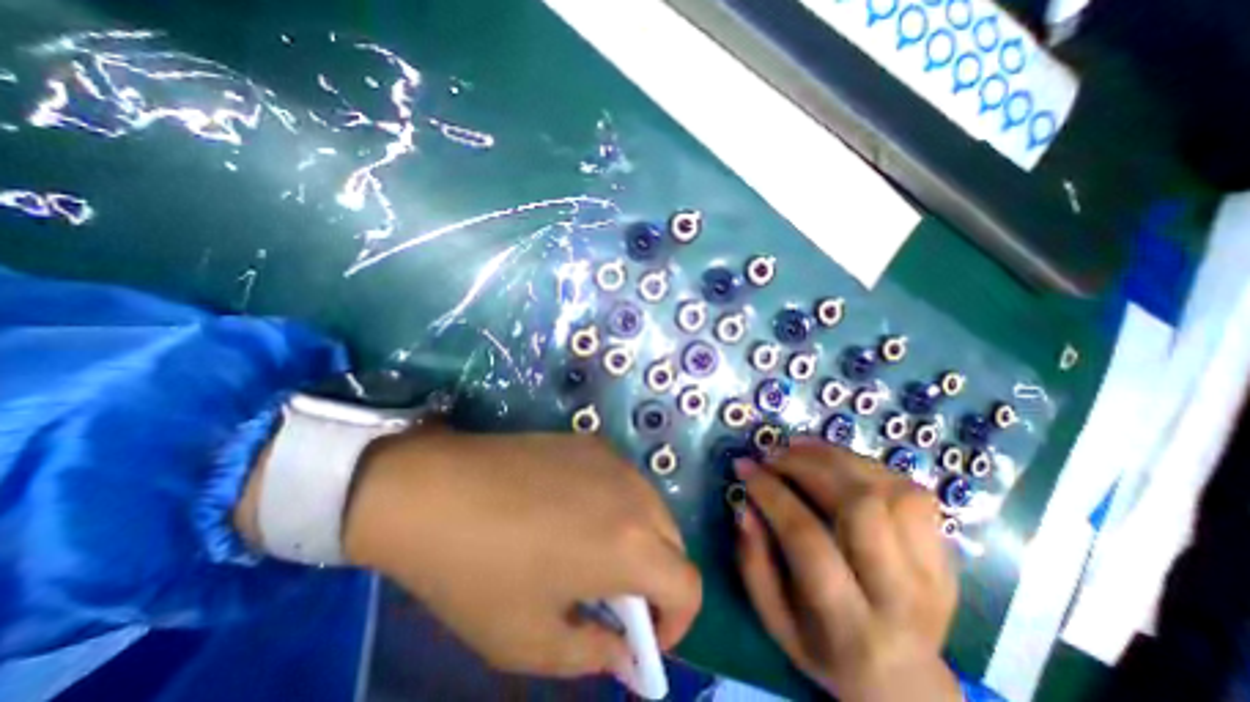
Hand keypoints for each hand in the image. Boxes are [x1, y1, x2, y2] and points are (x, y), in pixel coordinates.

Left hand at [339, 432, 700, 675]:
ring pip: (651, 507)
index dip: (677, 620)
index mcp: (631, 545)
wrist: (437, 488)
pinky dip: (617, 505)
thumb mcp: (531, 639)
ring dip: (638, 538)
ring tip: (592, 551)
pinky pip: (623, 480)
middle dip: (656, 578)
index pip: (689, 585)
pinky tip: (573, 508)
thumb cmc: (478, 572)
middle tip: (614, 596)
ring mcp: (614, 460)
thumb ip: (592, 654)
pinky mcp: (591, 441)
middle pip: (673, 542)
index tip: (643, 635)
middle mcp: (635, 493)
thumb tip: (625, 651)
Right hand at [736, 445, 959, 701]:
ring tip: (798, 448)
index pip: (810, 540)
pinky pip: (910, 489)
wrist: (904, 681)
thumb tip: (746, 505)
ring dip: (836, 458)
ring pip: (891, 490)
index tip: (744, 468)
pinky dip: (864, 464)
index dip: (772, 494)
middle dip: (808, 467)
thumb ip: (754, 563)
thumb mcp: (775, 621)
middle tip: (773, 456)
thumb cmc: (825, 649)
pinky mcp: (945, 552)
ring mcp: (934, 572)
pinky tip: (832, 460)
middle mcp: (901, 596)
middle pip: (861, 506)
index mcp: (851, 625)